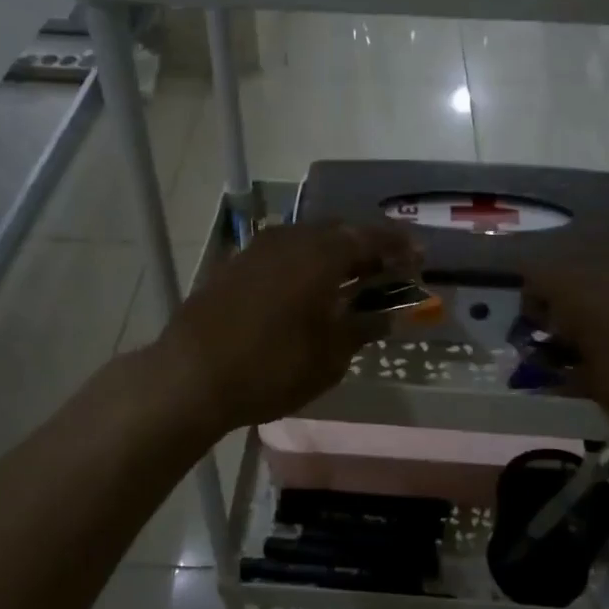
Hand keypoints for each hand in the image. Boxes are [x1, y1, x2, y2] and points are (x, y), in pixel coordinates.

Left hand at [155, 222, 421, 432]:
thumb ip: (363, 328)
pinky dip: (304, 263)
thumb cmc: (271, 368)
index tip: (419, 255)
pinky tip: (307, 286)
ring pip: (307, 240)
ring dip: (333, 254)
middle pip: (338, 233)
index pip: (370, 239)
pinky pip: (282, 253)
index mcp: (321, 255)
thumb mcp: (329, 357)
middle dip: (366, 247)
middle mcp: (290, 239)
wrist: (190, 376)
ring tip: (350, 278)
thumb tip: (390, 316)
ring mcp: (258, 249)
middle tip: (386, 268)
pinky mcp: (235, 265)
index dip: (398, 247)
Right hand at [522, 217, 608, 437]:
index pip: (534, 281)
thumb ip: (562, 378)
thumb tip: (547, 377)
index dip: (531, 309)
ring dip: (600, 308)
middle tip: (571, 344)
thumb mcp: (592, 387)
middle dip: (566, 308)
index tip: (540, 337)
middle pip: (571, 278)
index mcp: (573, 288)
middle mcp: (604, 269)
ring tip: (608, 345)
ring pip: (606, 283)